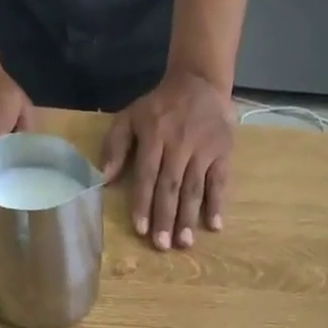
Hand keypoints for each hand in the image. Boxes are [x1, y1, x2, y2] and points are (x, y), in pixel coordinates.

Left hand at [103, 67, 235, 249]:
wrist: (200, 81)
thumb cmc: (160, 107)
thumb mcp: (131, 116)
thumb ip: (115, 145)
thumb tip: (105, 178)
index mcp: (154, 135)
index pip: (147, 175)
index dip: (143, 203)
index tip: (140, 229)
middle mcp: (179, 144)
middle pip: (170, 186)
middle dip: (165, 217)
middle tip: (162, 245)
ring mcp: (203, 149)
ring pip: (194, 188)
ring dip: (188, 217)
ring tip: (184, 243)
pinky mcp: (223, 152)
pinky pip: (219, 181)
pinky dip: (217, 204)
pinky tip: (214, 226)